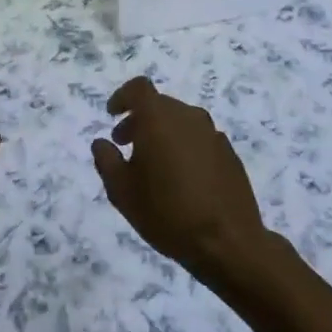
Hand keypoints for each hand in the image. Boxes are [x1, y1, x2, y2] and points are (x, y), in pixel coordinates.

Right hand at [90, 77, 267, 282]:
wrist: (227, 242)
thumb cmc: (166, 212)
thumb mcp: (122, 191)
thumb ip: (107, 161)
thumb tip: (102, 143)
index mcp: (159, 119)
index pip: (139, 88)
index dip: (122, 97)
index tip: (112, 115)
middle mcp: (189, 117)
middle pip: (160, 105)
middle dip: (139, 120)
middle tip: (125, 145)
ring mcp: (213, 134)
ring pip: (181, 122)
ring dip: (163, 133)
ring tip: (153, 165)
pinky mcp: (229, 154)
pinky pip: (199, 139)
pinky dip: (184, 147)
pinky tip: (181, 178)